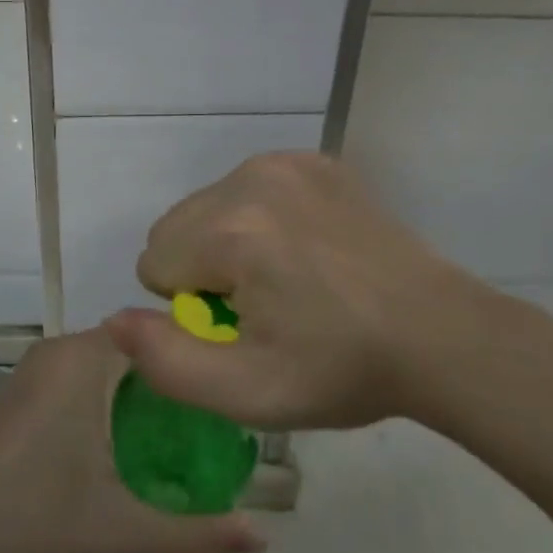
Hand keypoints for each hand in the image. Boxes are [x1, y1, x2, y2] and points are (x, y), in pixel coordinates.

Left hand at [0, 328, 263, 552]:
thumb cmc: (30, 526)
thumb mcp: (122, 533)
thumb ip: (197, 535)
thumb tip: (264, 536)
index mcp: (82, 360)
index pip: (157, 333)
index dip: (196, 357)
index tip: (230, 392)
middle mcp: (56, 352)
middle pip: (133, 350)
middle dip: (172, 381)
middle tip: (214, 426)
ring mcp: (30, 374)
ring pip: (104, 367)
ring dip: (139, 395)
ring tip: (181, 439)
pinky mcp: (16, 399)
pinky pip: (78, 381)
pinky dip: (107, 402)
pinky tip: (123, 450)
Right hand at [106, 152, 508, 429]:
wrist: (438, 333)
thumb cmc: (341, 368)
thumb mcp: (248, 392)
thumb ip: (166, 362)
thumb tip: (115, 320)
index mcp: (232, 231)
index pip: (154, 262)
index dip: (190, 308)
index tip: (244, 326)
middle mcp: (251, 178)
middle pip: (176, 226)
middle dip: (201, 268)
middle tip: (265, 305)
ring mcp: (287, 162)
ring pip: (209, 204)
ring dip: (226, 241)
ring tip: (287, 277)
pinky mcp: (314, 160)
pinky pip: (248, 186)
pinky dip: (259, 216)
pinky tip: (306, 248)